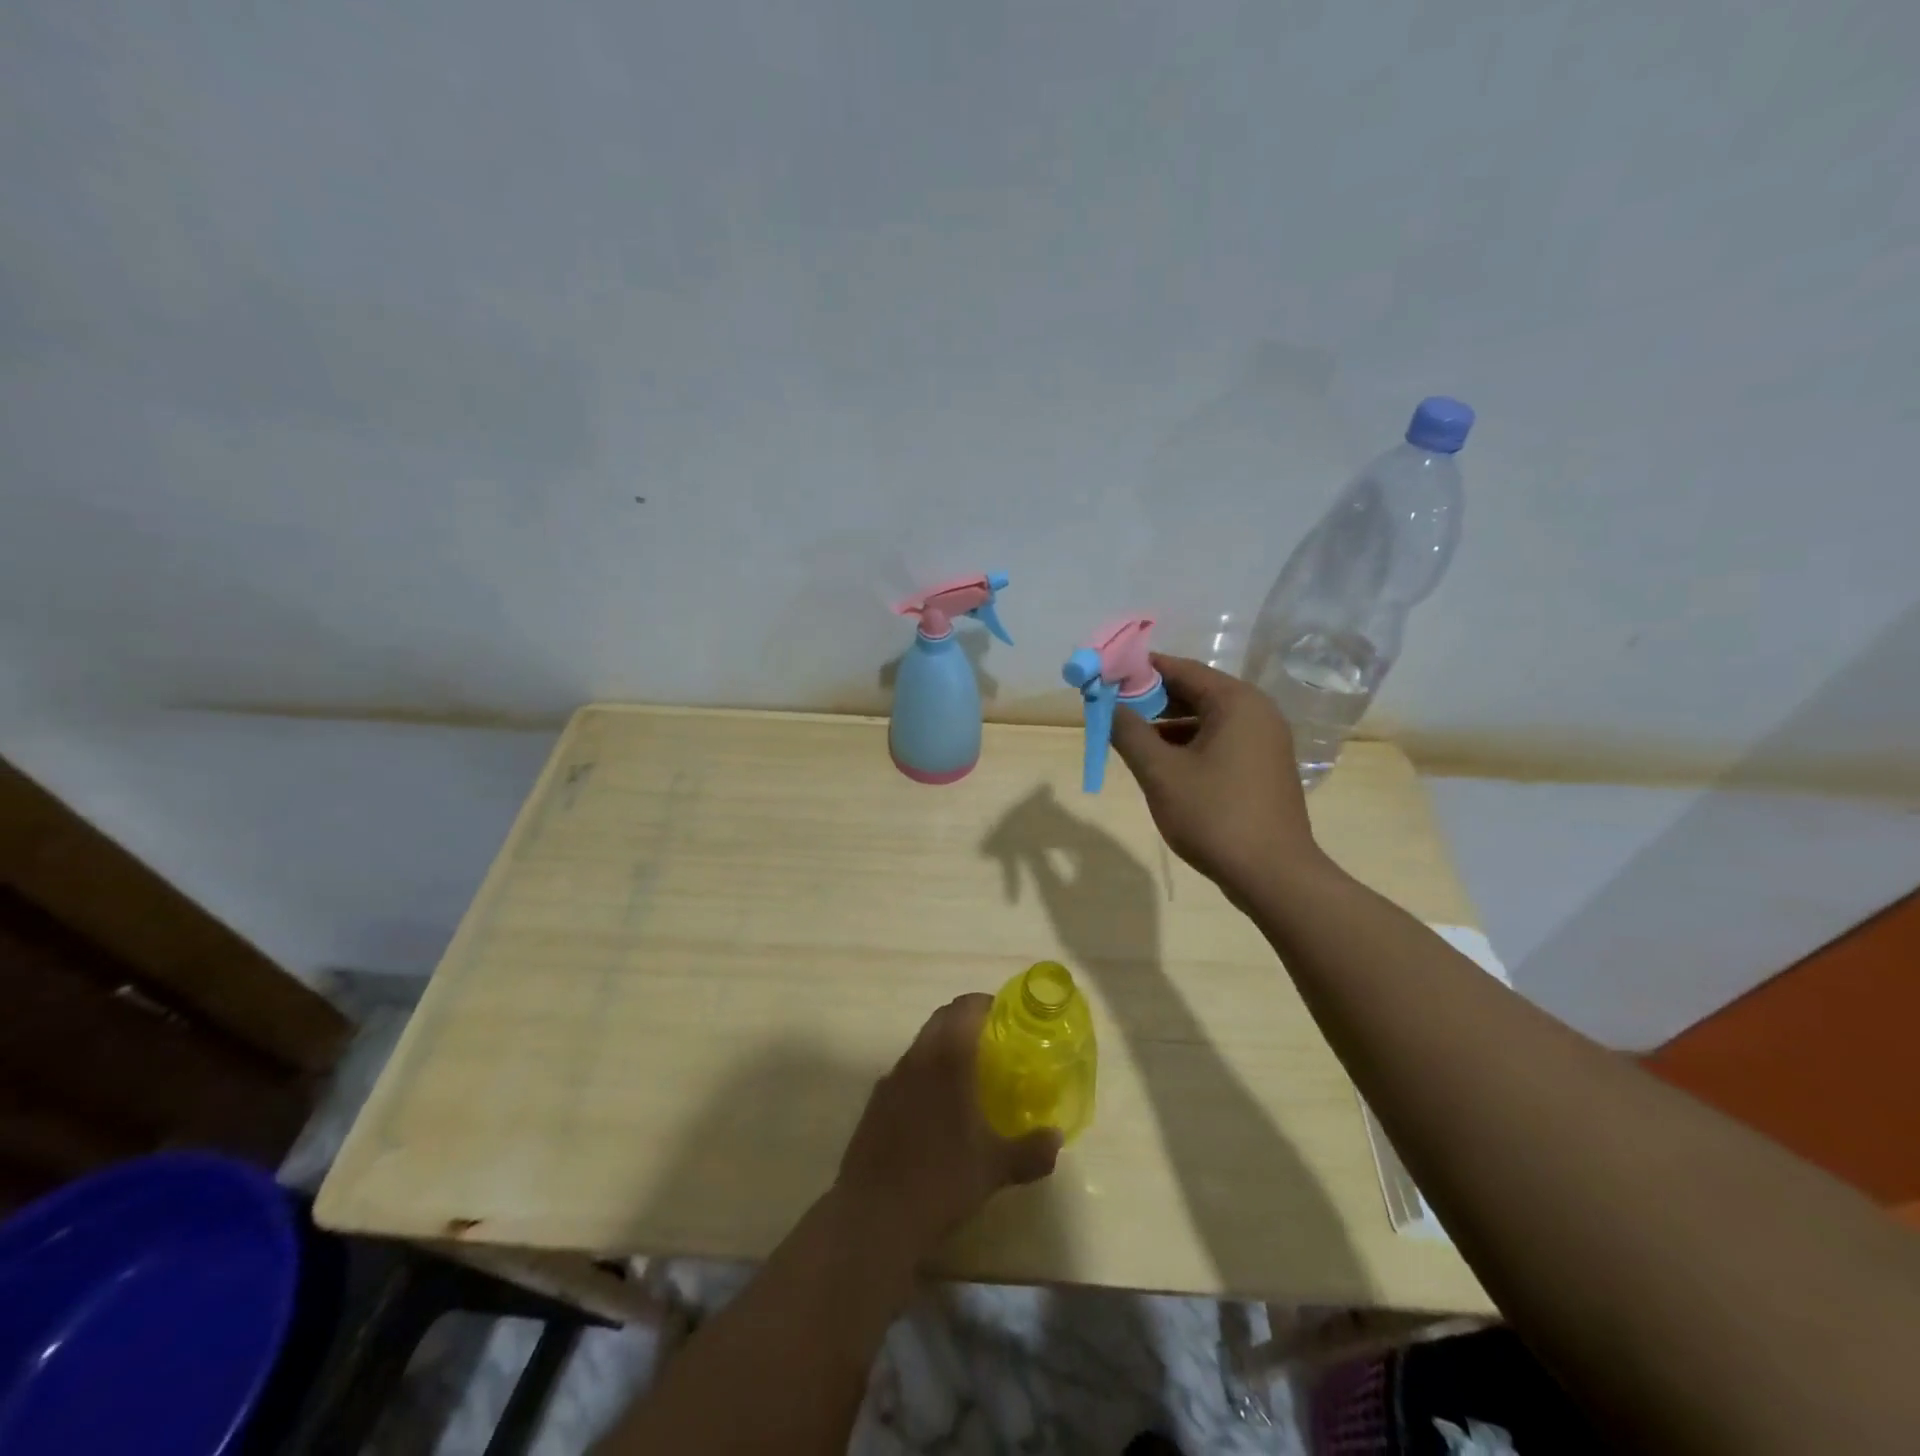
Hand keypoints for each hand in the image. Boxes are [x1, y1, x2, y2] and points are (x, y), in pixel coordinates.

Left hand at [836, 995, 1061, 1254]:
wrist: (872, 1217)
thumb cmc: (940, 1181)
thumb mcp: (995, 1169)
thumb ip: (1030, 1150)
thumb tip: (1057, 1137)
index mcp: (946, 1059)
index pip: (964, 1007)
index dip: (986, 1004)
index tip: (1007, 1017)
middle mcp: (916, 1058)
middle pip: (941, 1020)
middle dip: (967, 1023)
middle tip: (995, 1045)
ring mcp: (891, 1080)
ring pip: (922, 1046)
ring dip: (944, 1049)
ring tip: (969, 1078)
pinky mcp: (875, 1104)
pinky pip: (906, 1074)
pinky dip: (925, 1076)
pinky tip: (938, 1111)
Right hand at [1108, 653, 1325, 900]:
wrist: (1273, 876)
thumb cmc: (1214, 816)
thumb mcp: (1160, 773)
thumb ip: (1129, 733)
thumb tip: (1108, 706)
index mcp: (1236, 702)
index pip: (1181, 669)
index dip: (1139, 670)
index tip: (1105, 675)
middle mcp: (1256, 712)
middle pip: (1194, 691)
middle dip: (1150, 698)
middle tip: (1110, 706)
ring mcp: (1263, 741)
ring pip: (1205, 719)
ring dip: (1166, 723)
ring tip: (1127, 735)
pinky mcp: (1261, 767)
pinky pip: (1218, 741)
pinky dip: (1187, 744)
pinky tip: (1159, 762)